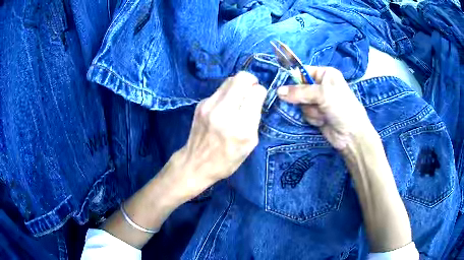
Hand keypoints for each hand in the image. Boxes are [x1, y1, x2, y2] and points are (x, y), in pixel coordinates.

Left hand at [172, 71, 266, 199]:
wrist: (196, 164)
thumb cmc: (227, 159)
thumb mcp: (250, 144)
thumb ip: (255, 118)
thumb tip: (256, 97)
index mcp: (241, 126)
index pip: (256, 91)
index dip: (260, 92)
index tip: (259, 98)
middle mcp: (224, 111)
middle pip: (242, 78)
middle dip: (251, 80)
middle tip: (251, 91)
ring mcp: (209, 105)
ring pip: (229, 80)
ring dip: (238, 85)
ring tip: (238, 98)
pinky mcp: (200, 104)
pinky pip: (219, 90)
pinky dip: (226, 94)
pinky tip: (224, 107)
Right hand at [278, 66, 373, 150]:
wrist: (351, 135)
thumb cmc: (341, 107)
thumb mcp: (322, 94)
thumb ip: (299, 92)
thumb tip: (278, 91)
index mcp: (325, 74)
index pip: (303, 71)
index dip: (293, 79)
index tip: (284, 87)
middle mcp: (321, 85)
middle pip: (299, 88)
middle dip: (303, 98)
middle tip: (311, 102)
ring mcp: (318, 101)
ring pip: (300, 102)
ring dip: (310, 110)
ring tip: (323, 114)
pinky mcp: (316, 114)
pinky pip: (305, 113)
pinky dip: (312, 117)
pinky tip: (322, 121)